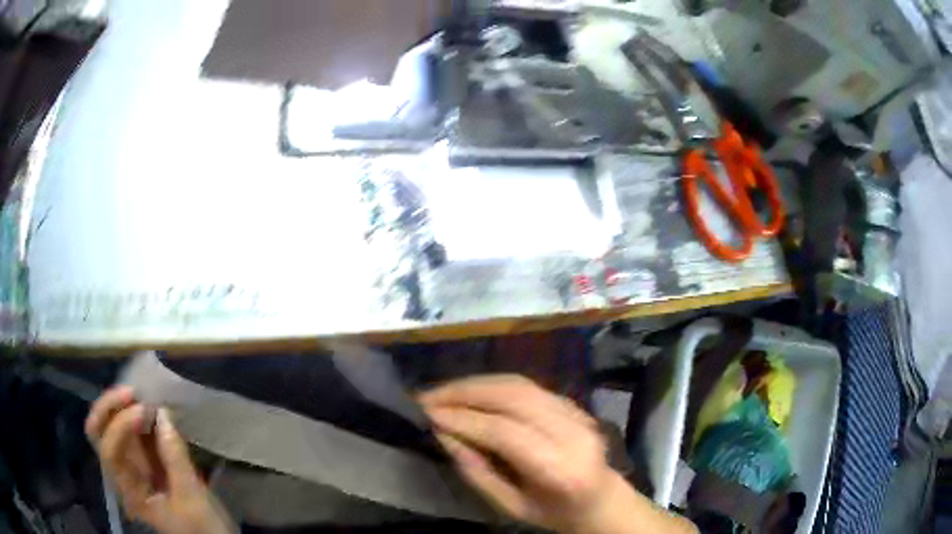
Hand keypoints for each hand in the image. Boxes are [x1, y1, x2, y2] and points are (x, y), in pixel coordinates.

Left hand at [86, 387, 235, 533]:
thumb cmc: (202, 528)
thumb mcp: (191, 498)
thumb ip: (175, 457)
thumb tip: (163, 414)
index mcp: (129, 491)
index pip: (108, 451)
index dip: (120, 425)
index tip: (145, 411)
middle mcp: (124, 475)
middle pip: (98, 433)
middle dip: (108, 408)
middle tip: (131, 393)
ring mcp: (133, 467)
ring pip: (111, 428)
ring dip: (121, 407)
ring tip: (141, 395)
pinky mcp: (147, 462)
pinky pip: (133, 433)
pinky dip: (136, 416)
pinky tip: (149, 408)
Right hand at [419, 376, 695, 533]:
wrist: (603, 500)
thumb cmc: (556, 514)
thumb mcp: (512, 507)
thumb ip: (477, 472)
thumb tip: (444, 436)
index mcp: (560, 468)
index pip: (505, 432)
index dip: (463, 419)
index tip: (427, 414)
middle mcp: (572, 432)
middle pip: (513, 397)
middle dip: (464, 392)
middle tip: (427, 396)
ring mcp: (577, 413)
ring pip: (519, 384)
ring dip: (475, 383)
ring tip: (443, 392)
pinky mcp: (573, 403)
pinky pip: (528, 385)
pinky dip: (493, 384)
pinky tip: (471, 391)